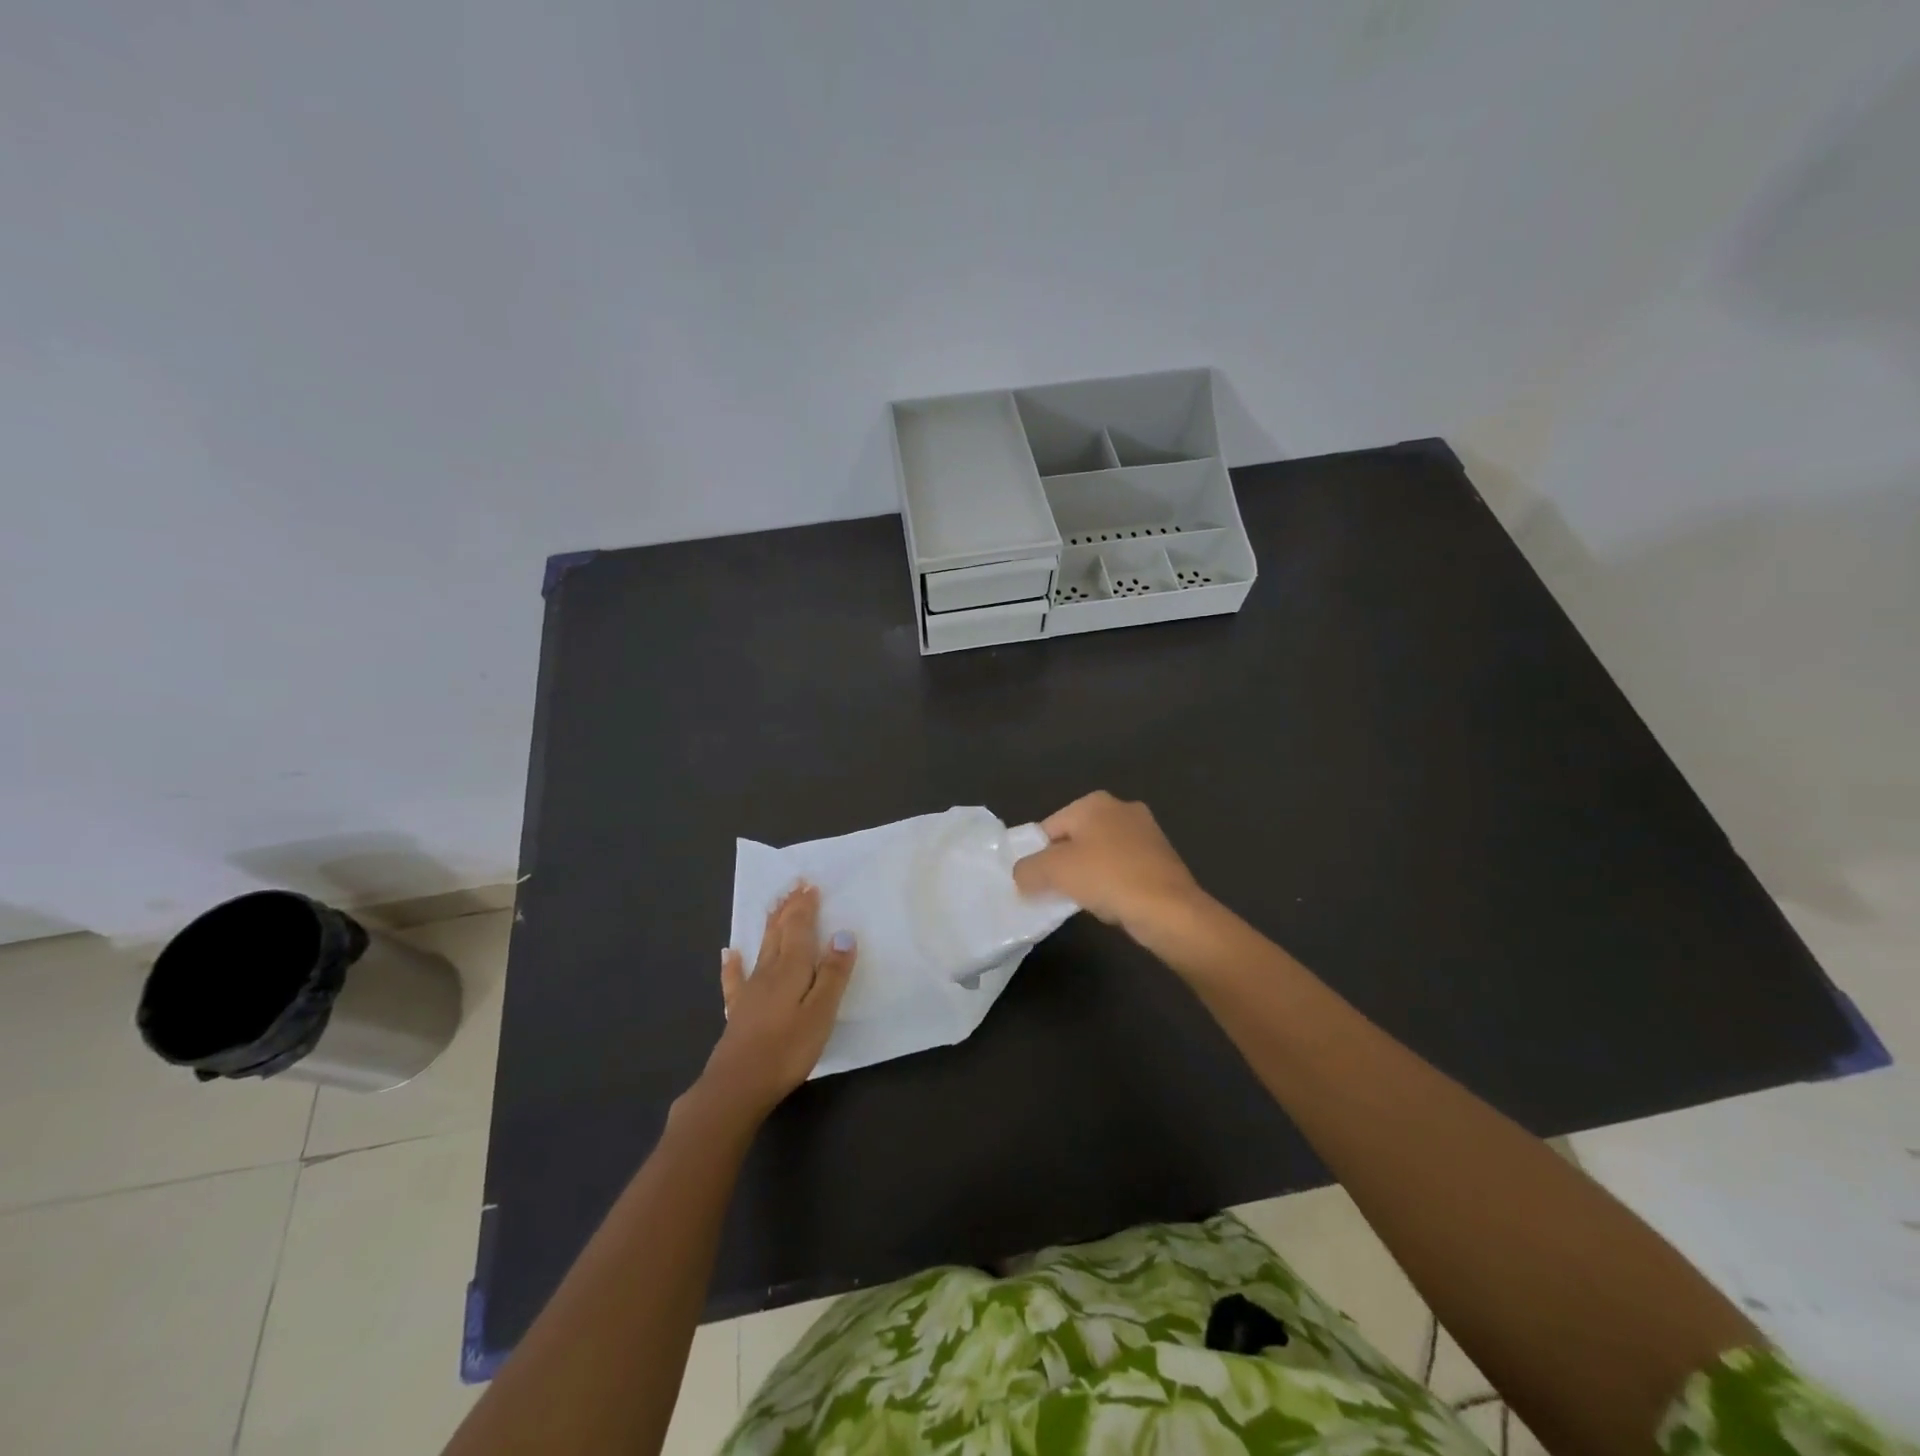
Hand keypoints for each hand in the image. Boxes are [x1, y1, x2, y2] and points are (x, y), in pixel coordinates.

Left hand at [698, 884, 855, 1119]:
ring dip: (769, 924)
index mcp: (791, 969)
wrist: (738, 1085)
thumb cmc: (787, 1049)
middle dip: (788, 908)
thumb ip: (833, 974)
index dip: (805, 906)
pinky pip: (735, 979)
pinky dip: (733, 963)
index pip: (799, 928)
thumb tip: (844, 934)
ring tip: (773, 905)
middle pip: (779, 932)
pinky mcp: (739, 1010)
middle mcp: (769, 971)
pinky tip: (729, 953)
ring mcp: (750, 990)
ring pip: (762, 948)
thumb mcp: (821, 1012)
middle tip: (794, 885)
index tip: (810, 884)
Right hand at [1012, 791, 1211, 946]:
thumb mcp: (1053, 872)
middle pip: (1075, 838)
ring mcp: (1146, 832)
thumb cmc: (1107, 878)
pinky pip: (1122, 868)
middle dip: (1063, 865)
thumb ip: (1027, 870)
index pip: (1049, 827)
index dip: (1036, 856)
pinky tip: (1110, 903)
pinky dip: (1111, 883)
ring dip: (1087, 875)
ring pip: (1100, 854)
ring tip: (1083, 900)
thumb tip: (1022, 876)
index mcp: (1094, 802)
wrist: (1168, 909)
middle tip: (1055, 892)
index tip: (1033, 883)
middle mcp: (1121, 808)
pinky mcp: (1161, 857)